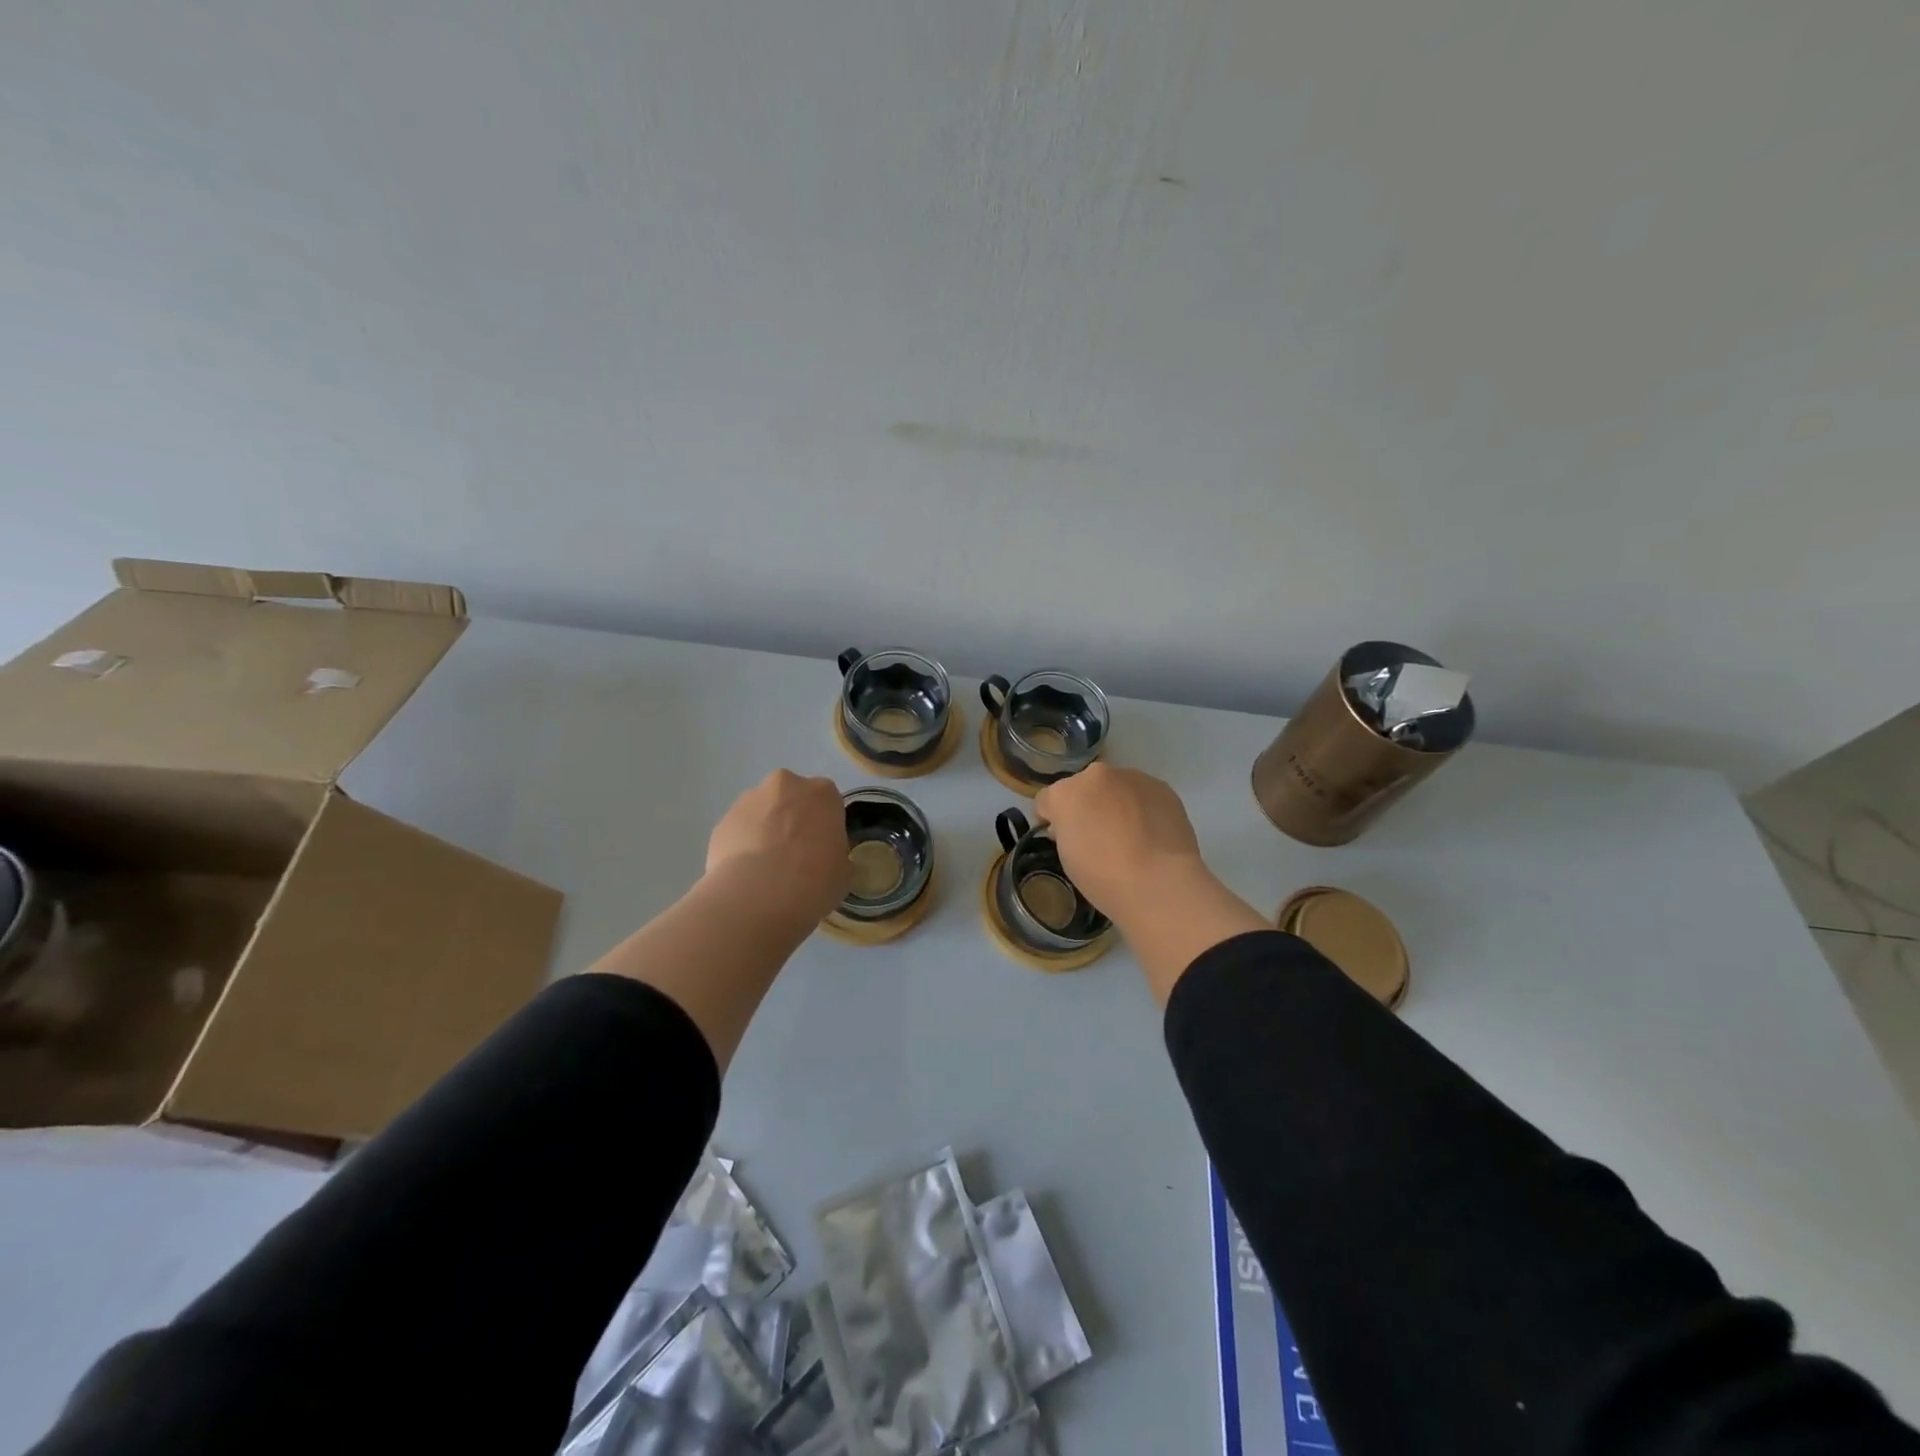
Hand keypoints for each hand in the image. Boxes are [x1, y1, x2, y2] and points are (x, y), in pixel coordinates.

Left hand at [706, 770, 849, 924]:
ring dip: (765, 831)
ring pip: (762, 812)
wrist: (758, 897)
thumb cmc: (814, 880)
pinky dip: (742, 847)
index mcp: (822, 792)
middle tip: (794, 857)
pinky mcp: (722, 822)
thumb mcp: (844, 871)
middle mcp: (785, 785)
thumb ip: (836, 855)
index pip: (828, 803)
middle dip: (792, 820)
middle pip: (791, 799)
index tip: (822, 850)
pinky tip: (746, 876)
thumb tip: (826, 859)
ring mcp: (748, 801)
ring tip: (766, 870)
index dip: (824, 827)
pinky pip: (738, 832)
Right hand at [1034, 763, 1204, 916]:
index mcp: (1065, 793)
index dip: (1051, 819)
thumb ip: (1066, 832)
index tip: (1059, 838)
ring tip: (1129, 836)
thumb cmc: (1103, 877)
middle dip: (1085, 806)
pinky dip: (1142, 809)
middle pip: (1083, 788)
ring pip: (1115, 788)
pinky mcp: (1161, 787)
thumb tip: (1076, 827)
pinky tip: (1151, 834)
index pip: (1047, 800)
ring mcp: (1131, 777)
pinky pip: (1142, 795)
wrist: (1160, 881)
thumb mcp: (1067, 858)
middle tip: (1097, 837)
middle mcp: (1096, 775)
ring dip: (1115, 804)